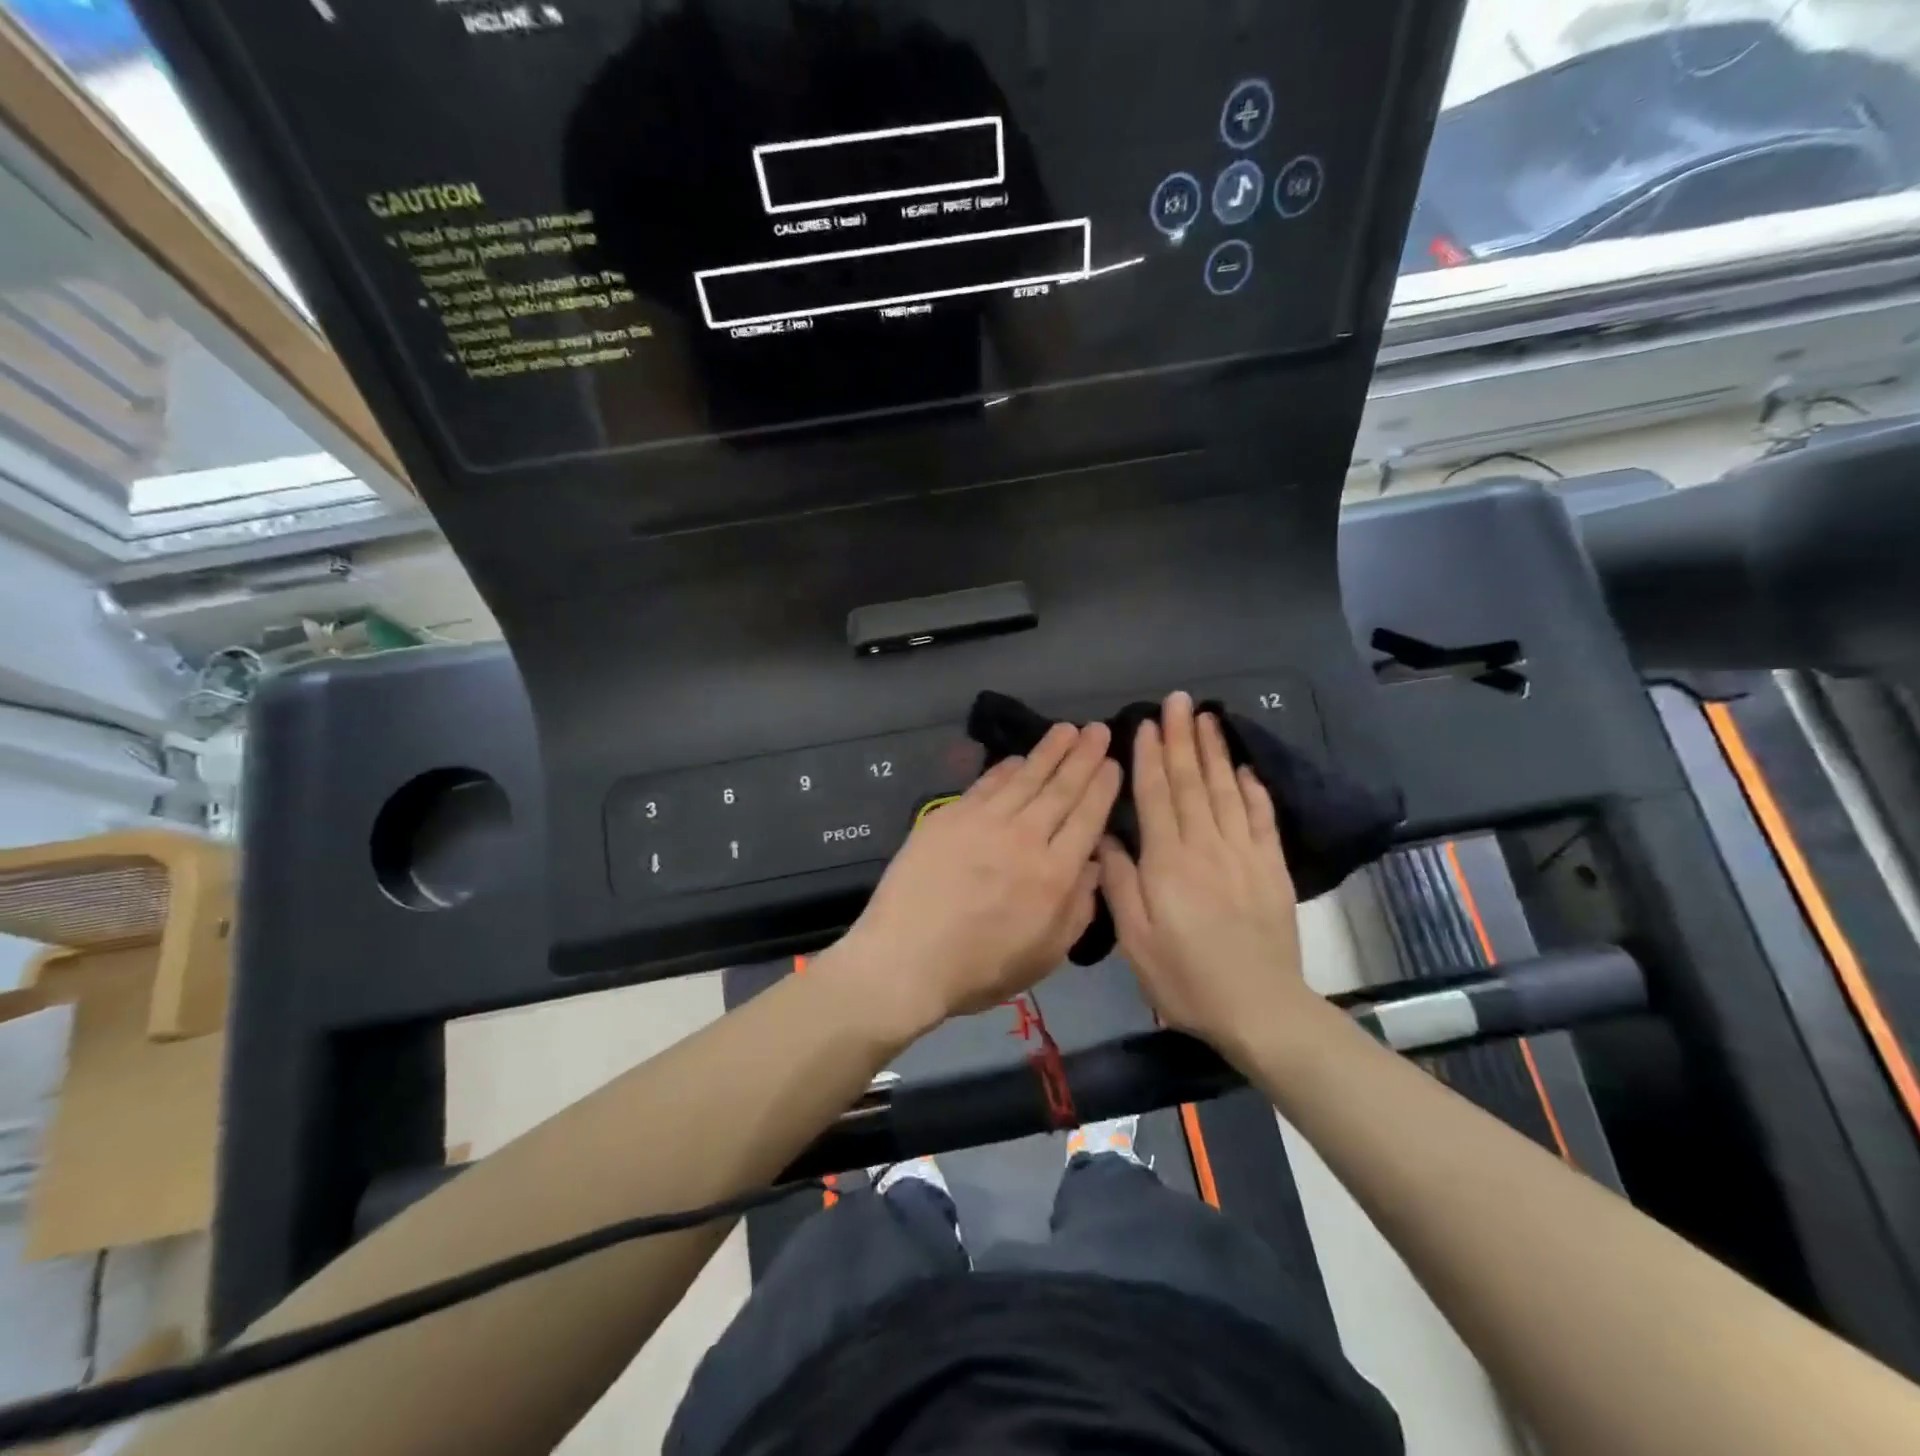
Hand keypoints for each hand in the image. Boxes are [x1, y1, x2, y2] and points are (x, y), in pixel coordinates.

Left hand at [836, 722, 1120, 1033]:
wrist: (905, 960)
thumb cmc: (979, 969)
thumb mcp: (1046, 955)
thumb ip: (1078, 908)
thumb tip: (1094, 863)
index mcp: (1054, 874)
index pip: (1087, 817)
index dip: (1102, 786)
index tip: (1113, 762)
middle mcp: (1024, 838)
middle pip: (1060, 788)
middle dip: (1083, 756)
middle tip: (1098, 729)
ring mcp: (984, 823)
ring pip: (1025, 777)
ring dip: (1049, 751)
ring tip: (1067, 729)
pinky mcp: (949, 817)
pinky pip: (986, 784)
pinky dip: (1005, 768)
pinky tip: (1018, 758)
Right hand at [1098, 692, 1312, 1063]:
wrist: (1259, 1008)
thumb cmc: (1184, 976)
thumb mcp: (1134, 938)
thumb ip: (1118, 882)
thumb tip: (1106, 836)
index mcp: (1168, 861)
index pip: (1156, 796)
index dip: (1149, 757)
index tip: (1146, 723)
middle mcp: (1206, 846)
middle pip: (1192, 782)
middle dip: (1182, 738)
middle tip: (1178, 700)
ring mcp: (1244, 854)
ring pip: (1227, 790)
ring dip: (1215, 751)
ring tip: (1208, 717)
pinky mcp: (1272, 868)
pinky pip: (1263, 818)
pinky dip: (1255, 789)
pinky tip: (1247, 767)